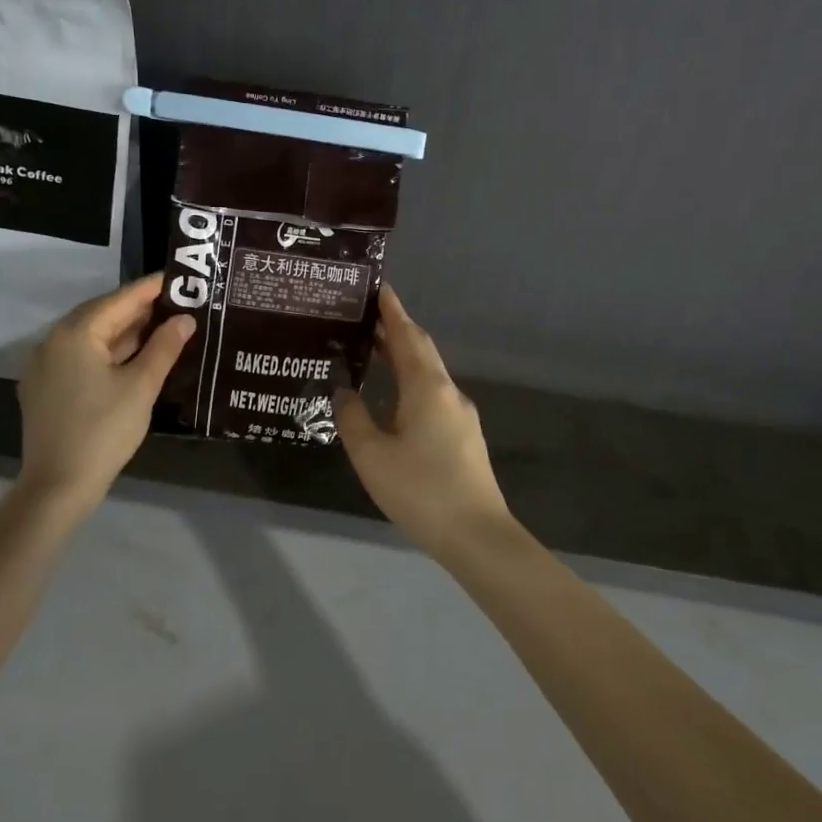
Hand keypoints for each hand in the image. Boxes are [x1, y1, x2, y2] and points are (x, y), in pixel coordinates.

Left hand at [16, 274, 194, 507]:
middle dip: (139, 308)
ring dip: (124, 330)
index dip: (152, 288)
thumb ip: (164, 347)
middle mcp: (53, 340)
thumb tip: (185, 319)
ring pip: (90, 336)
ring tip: (161, 326)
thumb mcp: (141, 386)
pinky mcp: (45, 387)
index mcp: (75, 333)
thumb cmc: (104, 430)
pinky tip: (133, 356)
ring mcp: (45, 365)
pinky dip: (108, 350)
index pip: (120, 299)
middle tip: (176, 302)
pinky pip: (80, 356)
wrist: (58, 486)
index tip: (180, 278)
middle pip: (102, 313)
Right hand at [335, 285, 517, 558]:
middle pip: (420, 349)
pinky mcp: (463, 436)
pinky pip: (432, 395)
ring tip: (370, 352)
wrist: (477, 535)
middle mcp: (448, 391)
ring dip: (401, 357)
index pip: (406, 334)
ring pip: (428, 374)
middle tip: (363, 316)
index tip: (377, 286)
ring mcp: (460, 414)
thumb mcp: (371, 454)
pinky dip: (409, 383)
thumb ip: (352, 416)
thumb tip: (344, 390)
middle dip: (395, 329)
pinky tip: (390, 401)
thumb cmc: (420, 489)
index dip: (391, 309)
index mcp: (426, 386)